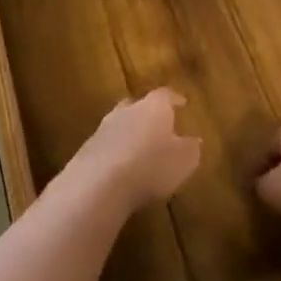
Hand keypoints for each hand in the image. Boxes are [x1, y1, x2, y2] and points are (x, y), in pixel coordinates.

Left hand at [59, 88, 201, 210]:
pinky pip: (106, 146)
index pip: (165, 95)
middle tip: (158, 124)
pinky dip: (115, 152)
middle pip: (137, 105)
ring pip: (119, 124)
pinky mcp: (86, 150)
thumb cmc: (152, 166)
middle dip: (147, 114)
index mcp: (154, 107)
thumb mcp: (184, 161)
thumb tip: (194, 141)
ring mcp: (103, 129)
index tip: (182, 103)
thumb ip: (191, 148)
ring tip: (139, 148)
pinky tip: (121, 168)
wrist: (100, 184)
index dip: (174, 99)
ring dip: (129, 133)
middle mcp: (127, 111)